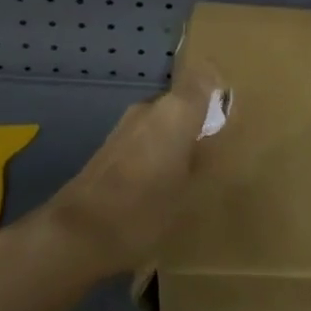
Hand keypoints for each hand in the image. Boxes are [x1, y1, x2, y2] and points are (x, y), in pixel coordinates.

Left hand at [38, 61, 222, 277]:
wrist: (77, 234)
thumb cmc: (146, 209)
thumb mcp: (192, 190)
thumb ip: (207, 156)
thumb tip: (214, 140)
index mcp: (176, 110)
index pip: (204, 76)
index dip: (220, 88)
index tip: (233, 111)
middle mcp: (150, 108)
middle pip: (183, 101)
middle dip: (201, 120)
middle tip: (220, 150)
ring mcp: (126, 127)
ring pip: (164, 122)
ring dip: (179, 139)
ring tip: (194, 172)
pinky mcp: (110, 148)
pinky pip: (146, 139)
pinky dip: (159, 153)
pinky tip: (164, 185)